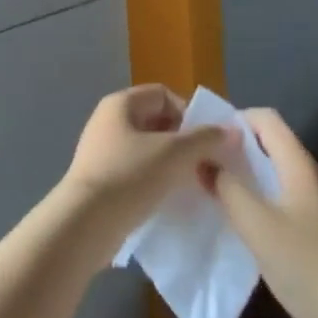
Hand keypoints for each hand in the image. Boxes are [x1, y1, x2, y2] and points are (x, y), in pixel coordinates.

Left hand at [58, 84, 232, 268]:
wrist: (86, 223)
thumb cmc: (130, 176)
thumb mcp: (174, 153)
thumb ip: (205, 139)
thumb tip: (231, 131)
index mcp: (120, 104)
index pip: (163, 94)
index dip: (188, 113)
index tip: (205, 142)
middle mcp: (108, 121)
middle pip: (156, 121)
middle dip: (183, 141)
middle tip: (204, 165)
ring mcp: (102, 151)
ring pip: (148, 149)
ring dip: (172, 163)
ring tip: (190, 184)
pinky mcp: (102, 180)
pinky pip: (137, 171)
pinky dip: (155, 180)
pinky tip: (169, 198)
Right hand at [210, 108, 317, 317]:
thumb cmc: (309, 266)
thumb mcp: (257, 225)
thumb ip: (228, 189)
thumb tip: (204, 161)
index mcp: (299, 166)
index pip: (267, 119)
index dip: (235, 119)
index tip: (206, 137)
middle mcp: (312, 178)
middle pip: (272, 145)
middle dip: (237, 149)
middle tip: (203, 165)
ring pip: (277, 175)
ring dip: (247, 177)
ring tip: (216, 192)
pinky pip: (285, 201)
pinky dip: (261, 202)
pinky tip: (245, 226)